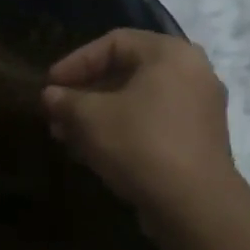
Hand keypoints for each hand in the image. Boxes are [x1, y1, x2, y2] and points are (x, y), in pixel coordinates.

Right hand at [41, 30, 238, 211]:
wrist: (195, 207)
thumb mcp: (90, 118)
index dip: (76, 61)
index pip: (114, 42)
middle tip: (56, 111)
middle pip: (126, 71)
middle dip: (85, 92)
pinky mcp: (198, 140)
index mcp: (170, 54)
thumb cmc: (140, 144)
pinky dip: (122, 129)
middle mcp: (192, 73)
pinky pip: (153, 122)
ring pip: (137, 101)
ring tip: (67, 135)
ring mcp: (199, 108)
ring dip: (99, 114)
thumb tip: (50, 95)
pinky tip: (92, 151)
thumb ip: (66, 100)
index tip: (50, 84)